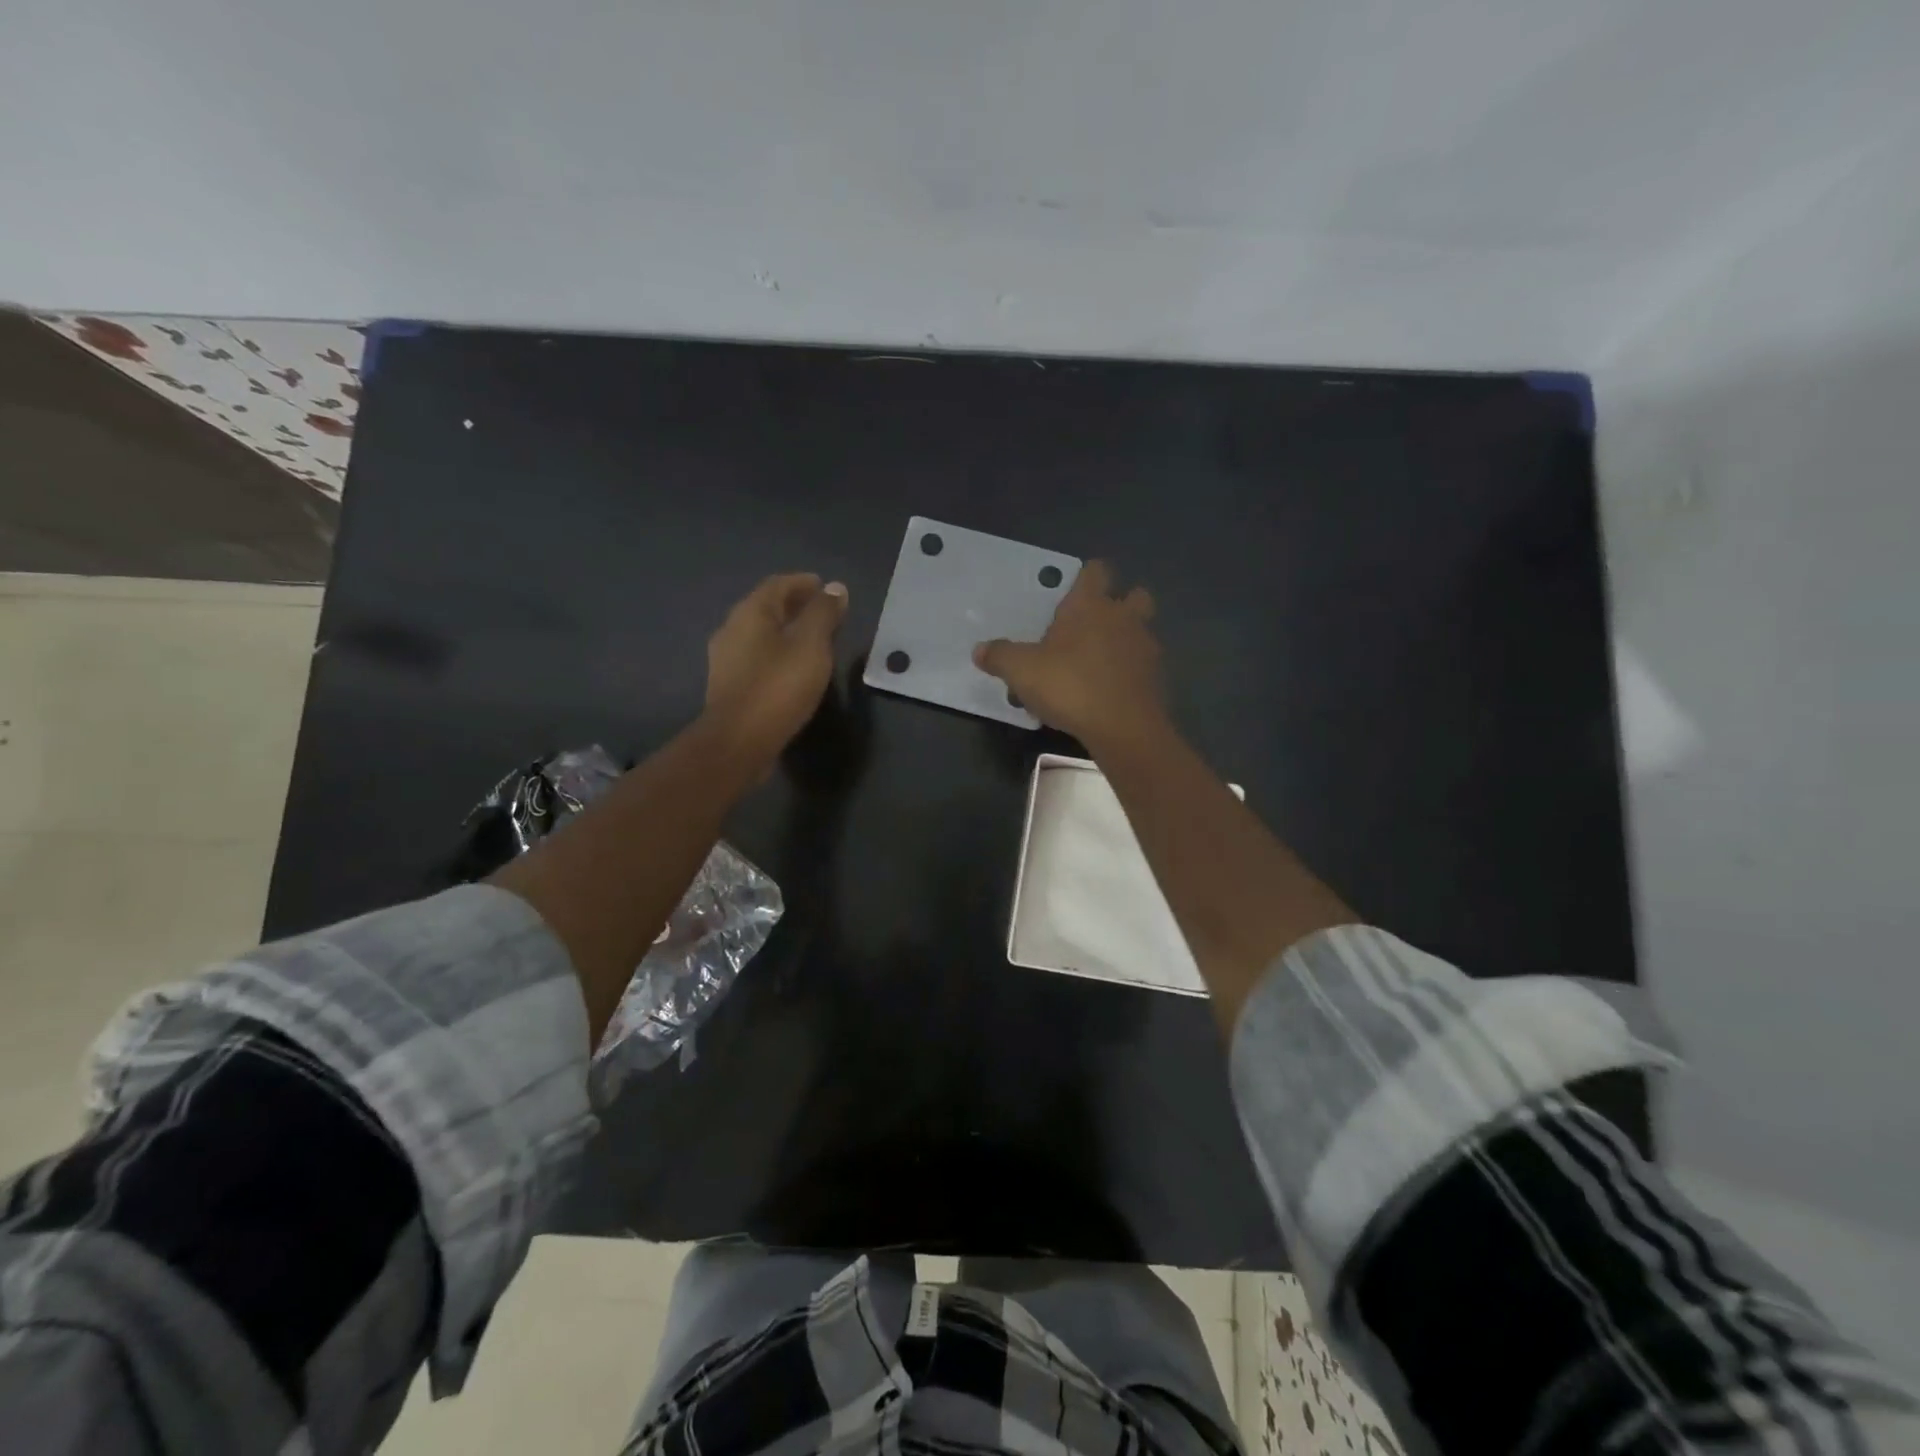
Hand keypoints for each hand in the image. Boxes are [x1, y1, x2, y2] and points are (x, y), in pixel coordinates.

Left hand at [704, 573, 848, 769]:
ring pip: (761, 634)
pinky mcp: (730, 686)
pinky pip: (758, 657)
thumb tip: (835, 588)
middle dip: (797, 606)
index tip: (827, 588)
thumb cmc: (778, 686)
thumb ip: (824, 613)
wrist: (739, 741)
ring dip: (788, 631)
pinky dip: (779, 653)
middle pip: (767, 608)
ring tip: (815, 641)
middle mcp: (732, 629)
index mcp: (750, 613)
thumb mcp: (811, 645)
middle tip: (825, 613)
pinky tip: (795, 668)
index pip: (778, 584)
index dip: (804, 583)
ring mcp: (727, 659)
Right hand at [974, 560, 1165, 747]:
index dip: (1085, 578)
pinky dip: (1128, 674)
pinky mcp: (1156, 679)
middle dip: (1119, 605)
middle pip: (1134, 595)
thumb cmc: (1070, 686)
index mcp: (1090, 605)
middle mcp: (1123, 618)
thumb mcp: (1021, 671)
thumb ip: (1000, 656)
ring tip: (1097, 664)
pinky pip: (1142, 667)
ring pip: (1141, 632)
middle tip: (1092, 627)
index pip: (1095, 571)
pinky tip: (1107, 693)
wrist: (1123, 728)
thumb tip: (979, 650)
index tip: (1071, 594)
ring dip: (1124, 641)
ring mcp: (1145, 648)